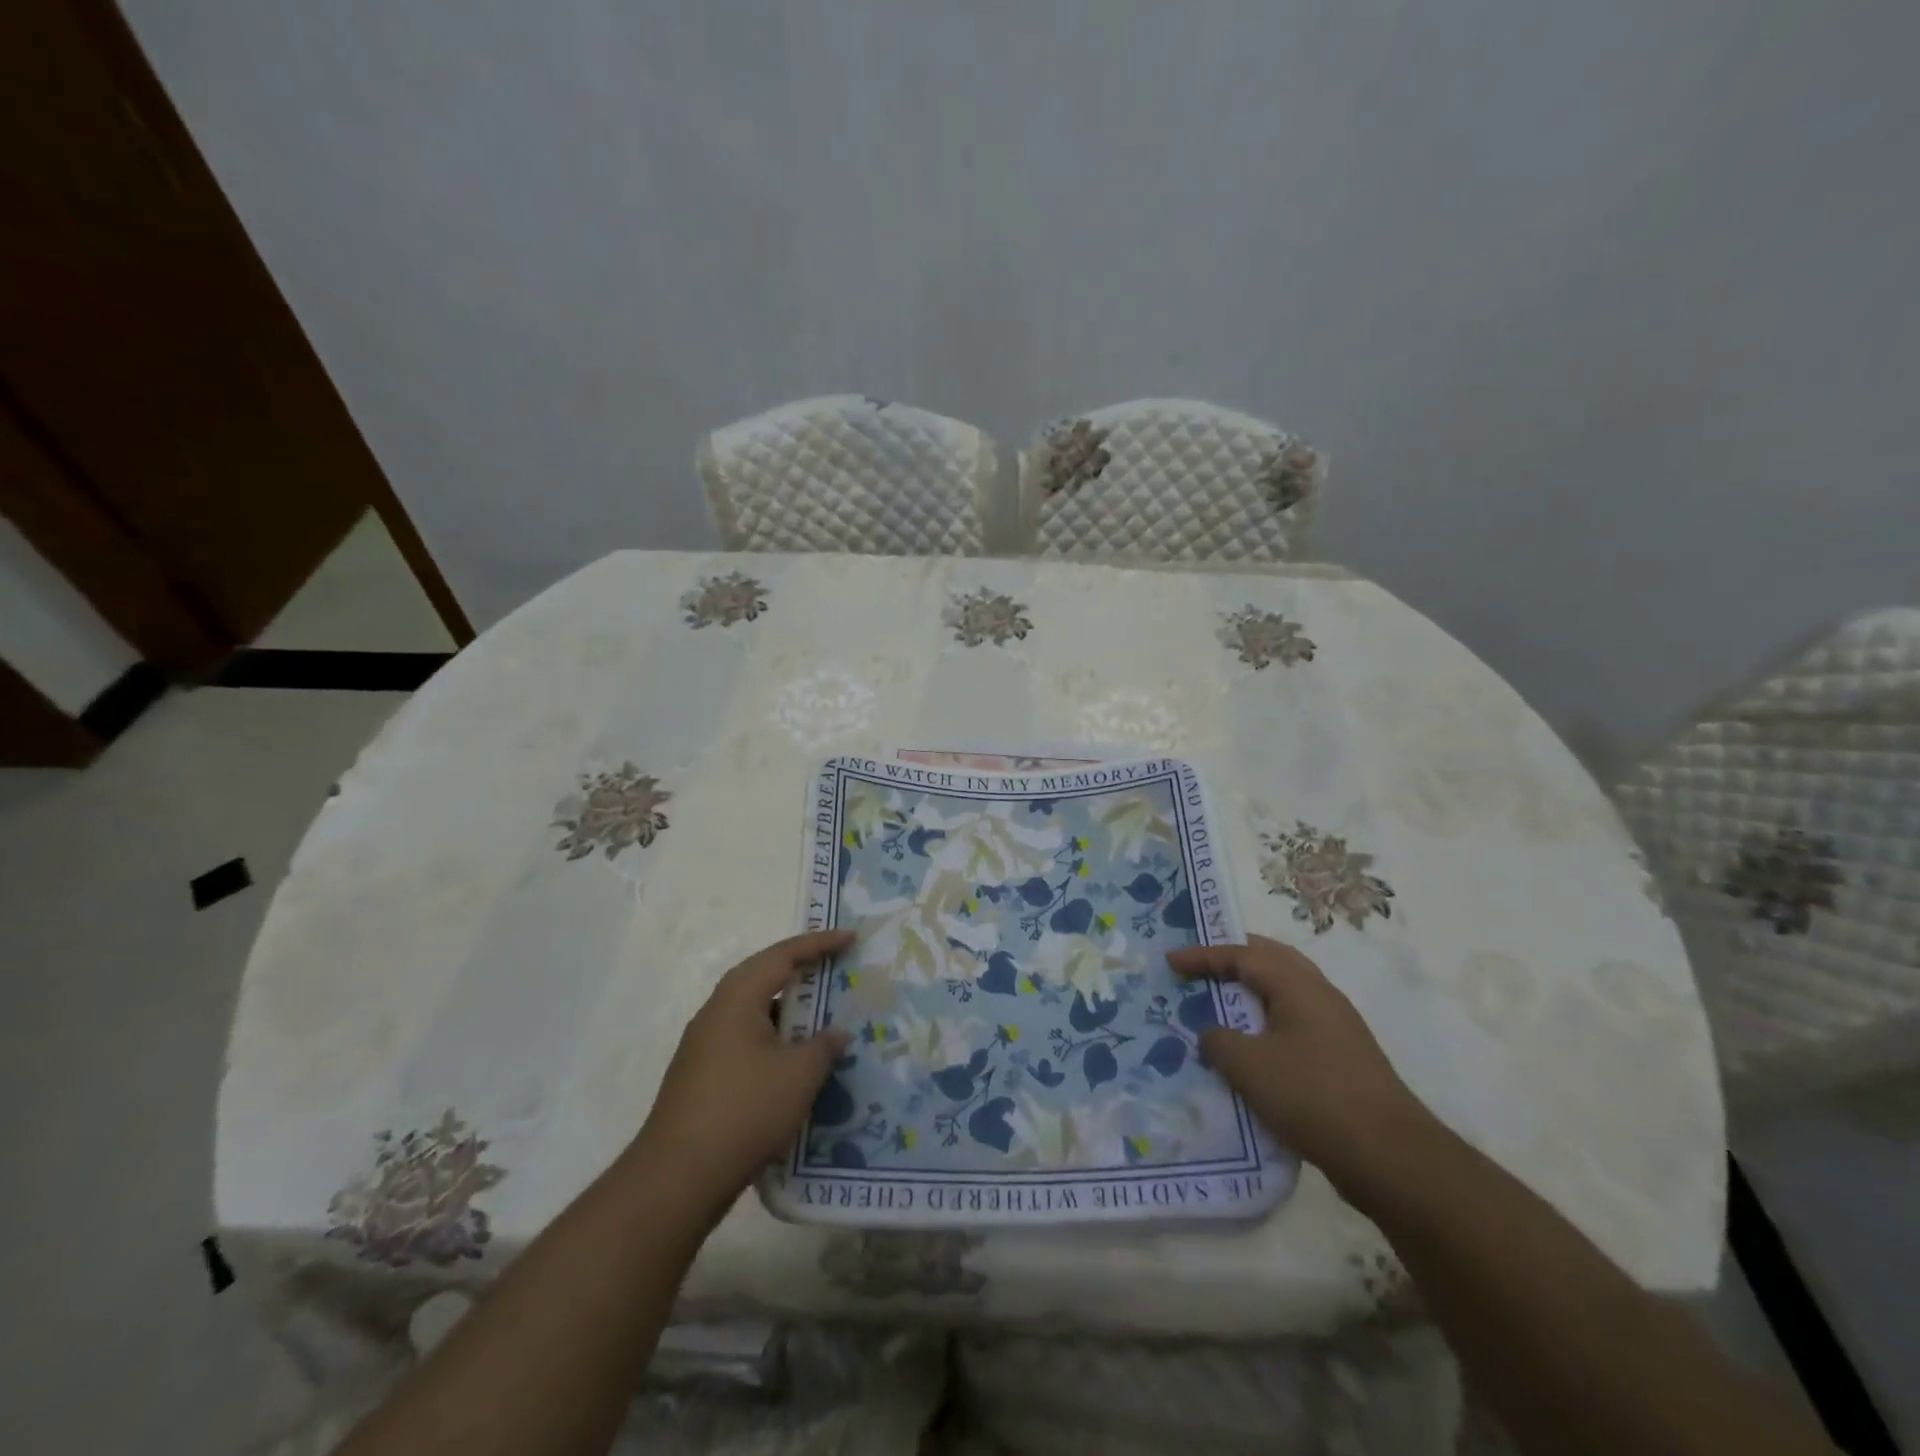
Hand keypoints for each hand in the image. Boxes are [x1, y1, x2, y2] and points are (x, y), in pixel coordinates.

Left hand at [634, 930, 853, 1220]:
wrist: (678, 1178)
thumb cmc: (745, 1110)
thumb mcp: (799, 1075)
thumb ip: (823, 1046)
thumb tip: (836, 1033)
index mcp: (737, 998)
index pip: (783, 955)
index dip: (820, 943)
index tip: (851, 938)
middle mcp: (717, 1013)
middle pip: (763, 977)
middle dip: (801, 971)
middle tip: (836, 968)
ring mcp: (705, 1047)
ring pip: (755, 1013)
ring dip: (788, 1012)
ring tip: (823, 1018)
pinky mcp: (703, 1078)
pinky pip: (747, 1042)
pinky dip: (775, 1042)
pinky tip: (796, 1065)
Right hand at [1168, 934, 1432, 1192]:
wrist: (1390, 1156)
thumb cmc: (1312, 1096)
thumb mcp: (1248, 1066)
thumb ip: (1218, 1041)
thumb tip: (1211, 1034)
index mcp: (1298, 986)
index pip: (1242, 955)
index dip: (1203, 956)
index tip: (1171, 962)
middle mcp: (1320, 995)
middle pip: (1272, 960)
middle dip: (1234, 957)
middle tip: (1202, 964)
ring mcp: (1337, 1027)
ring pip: (1286, 991)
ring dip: (1252, 990)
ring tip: (1222, 999)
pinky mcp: (1342, 1058)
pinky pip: (1294, 1021)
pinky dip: (1266, 1019)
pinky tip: (1252, 1045)